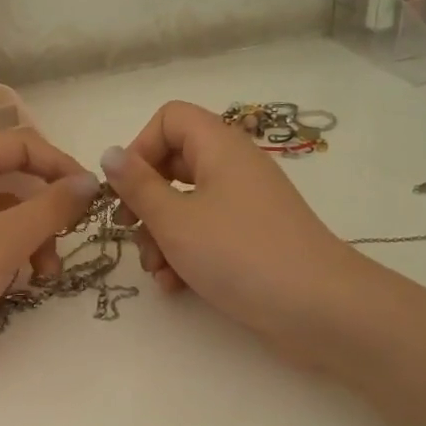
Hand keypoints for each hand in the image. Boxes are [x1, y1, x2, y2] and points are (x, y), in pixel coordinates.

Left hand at [0, 128, 98, 383]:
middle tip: (70, 238)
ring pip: (4, 213)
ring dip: (33, 237)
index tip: (90, 198)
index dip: (59, 164)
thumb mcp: (4, 242)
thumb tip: (90, 182)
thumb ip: (51, 208)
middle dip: (47, 208)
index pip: (20, 144)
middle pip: (13, 179)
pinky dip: (11, 254)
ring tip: (47, 276)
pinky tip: (21, 283)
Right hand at [100, 102, 366, 362]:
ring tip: (156, 271)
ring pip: (187, 205)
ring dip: (161, 236)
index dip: (140, 148)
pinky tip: (175, 286)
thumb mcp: (175, 220)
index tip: (125, 189)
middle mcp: (234, 168)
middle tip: (130, 232)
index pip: (170, 119)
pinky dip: (187, 254)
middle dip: (145, 201)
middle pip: (174, 165)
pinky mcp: (252, 239)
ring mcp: (246, 205)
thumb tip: (109, 153)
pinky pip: (208, 233)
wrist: (316, 307)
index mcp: (219, 147)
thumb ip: (137, 186)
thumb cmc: (238, 253)